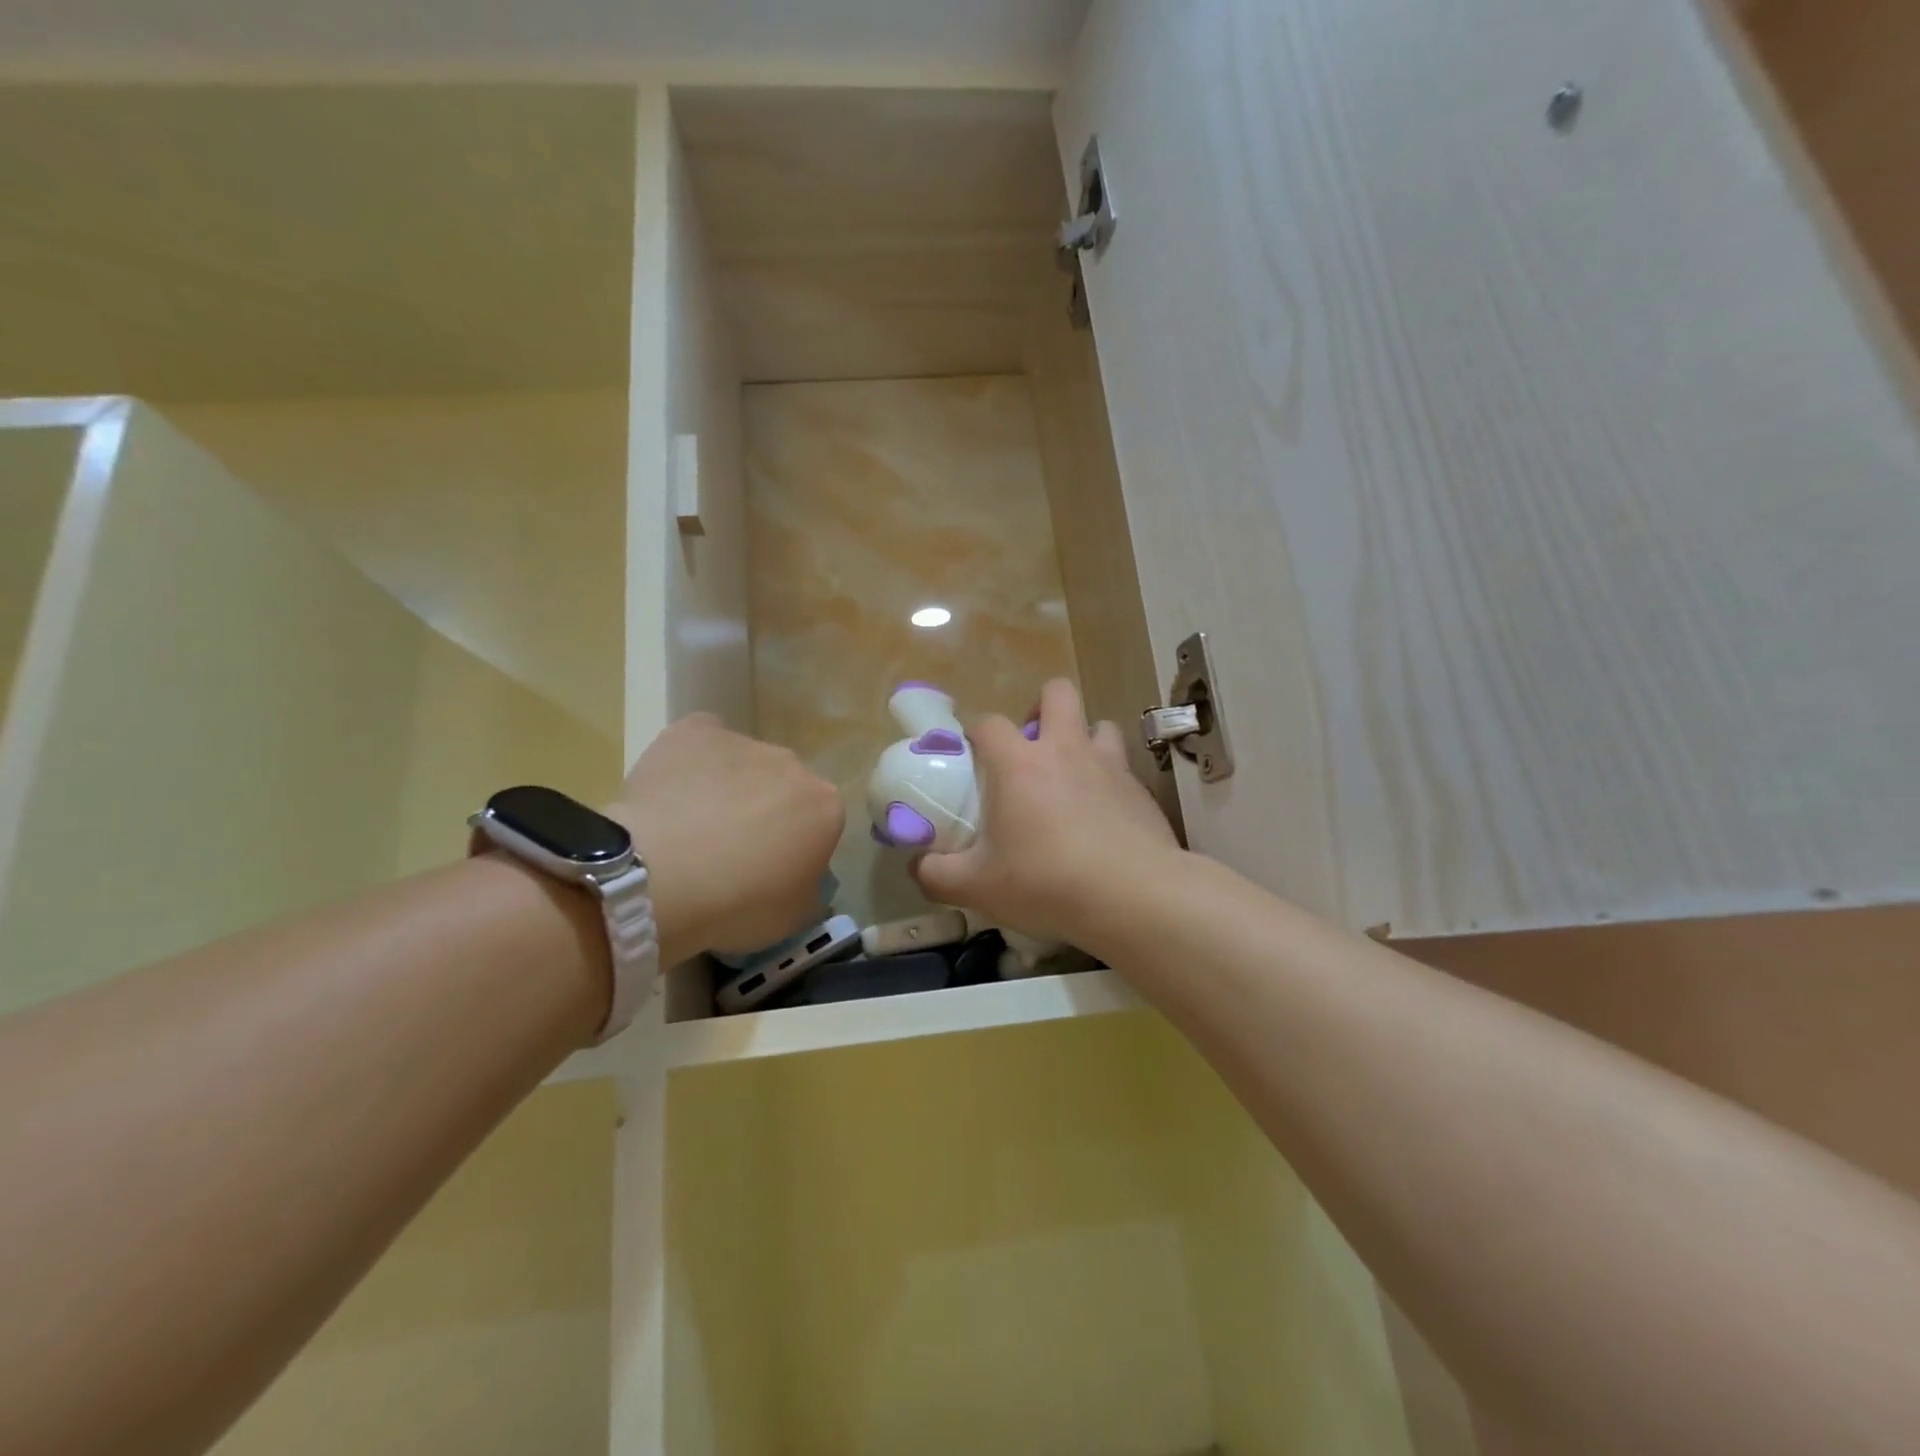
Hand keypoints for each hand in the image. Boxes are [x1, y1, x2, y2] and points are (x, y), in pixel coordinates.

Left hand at [607, 714, 843, 962]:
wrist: (664, 875)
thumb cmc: (739, 902)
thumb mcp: (794, 915)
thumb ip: (807, 887)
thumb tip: (799, 878)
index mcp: (826, 806)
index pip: (820, 822)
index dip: (796, 845)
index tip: (771, 870)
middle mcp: (793, 764)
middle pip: (783, 786)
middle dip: (765, 810)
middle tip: (730, 850)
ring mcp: (743, 742)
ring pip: (741, 763)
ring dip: (727, 786)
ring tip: (689, 827)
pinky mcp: (696, 731)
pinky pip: (701, 741)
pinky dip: (691, 760)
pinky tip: (671, 792)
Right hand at [915, 679, 1180, 949]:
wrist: (1133, 896)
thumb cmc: (1046, 882)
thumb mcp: (977, 887)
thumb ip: (936, 873)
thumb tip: (918, 866)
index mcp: (1020, 763)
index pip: (989, 723)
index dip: (975, 733)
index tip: (970, 756)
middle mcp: (1066, 749)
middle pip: (1057, 692)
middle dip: (1042, 707)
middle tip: (1030, 748)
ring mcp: (1110, 765)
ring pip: (1099, 724)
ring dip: (1083, 739)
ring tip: (1072, 775)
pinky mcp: (1141, 790)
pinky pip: (1122, 767)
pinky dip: (1109, 780)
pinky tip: (1103, 816)